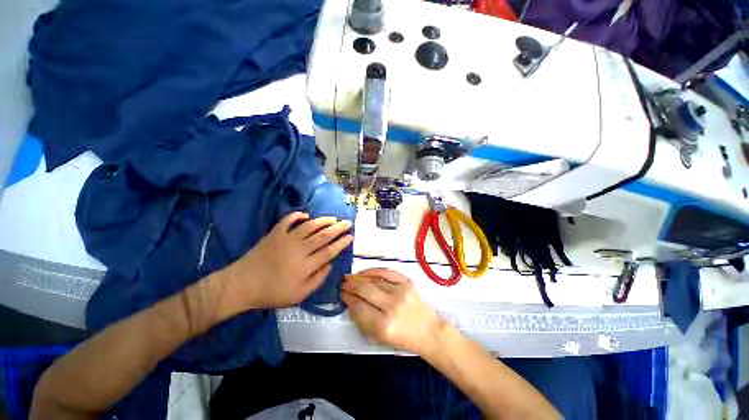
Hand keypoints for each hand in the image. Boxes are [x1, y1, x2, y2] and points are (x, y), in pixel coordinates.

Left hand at [220, 212, 352, 312]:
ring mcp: (286, 239)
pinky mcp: (275, 233)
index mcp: (306, 265)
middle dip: (338, 228)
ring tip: (333, 218)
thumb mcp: (299, 295)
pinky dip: (297, 215)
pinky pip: (288, 220)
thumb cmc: (272, 292)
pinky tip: (306, 215)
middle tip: (348, 223)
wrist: (242, 285)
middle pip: (323, 235)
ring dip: (323, 221)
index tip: (350, 237)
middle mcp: (299, 249)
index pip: (329, 251)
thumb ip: (317, 279)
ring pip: (310, 226)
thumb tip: (330, 264)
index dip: (341, 243)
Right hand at [341, 268, 444, 357]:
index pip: (358, 307)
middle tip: (343, 283)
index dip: (347, 298)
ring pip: (374, 280)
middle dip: (350, 285)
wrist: (429, 331)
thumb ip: (362, 321)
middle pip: (364, 290)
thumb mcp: (379, 339)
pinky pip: (386, 272)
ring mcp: (401, 292)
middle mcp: (391, 306)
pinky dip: (373, 270)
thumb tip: (350, 302)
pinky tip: (365, 272)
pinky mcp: (407, 282)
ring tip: (351, 277)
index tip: (341, 294)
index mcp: (383, 326)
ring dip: (359, 277)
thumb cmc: (403, 339)